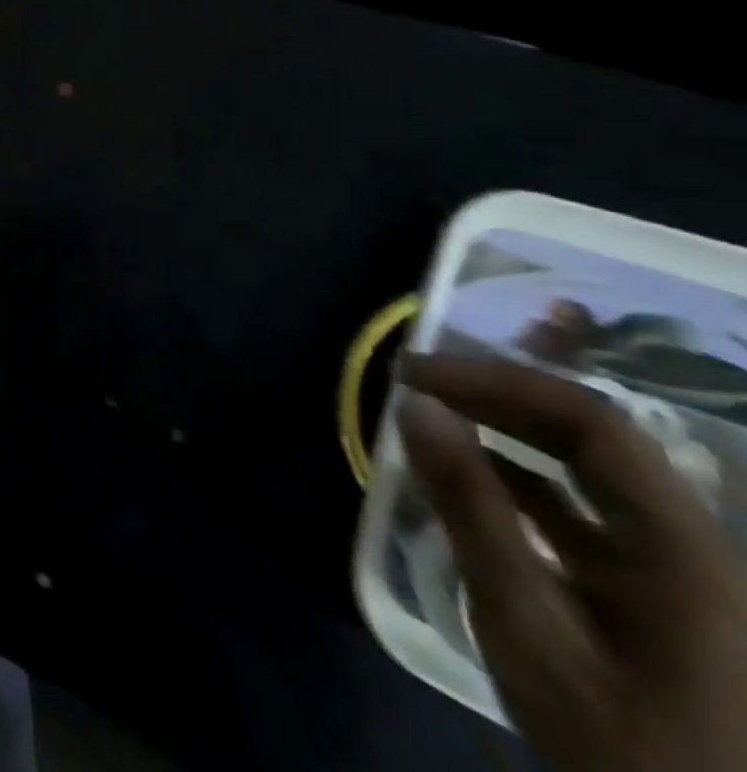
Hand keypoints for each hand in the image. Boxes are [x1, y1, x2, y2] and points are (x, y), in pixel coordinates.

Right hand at [399, 352, 746, 771]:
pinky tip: (473, 473)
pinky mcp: (663, 593)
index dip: (496, 381)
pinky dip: (523, 473)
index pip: (592, 421)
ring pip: (593, 467)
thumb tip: (415, 405)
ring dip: (508, 427)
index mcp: (686, 550)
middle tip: (412, 382)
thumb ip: (472, 511)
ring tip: (432, 413)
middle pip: (596, 436)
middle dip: (496, 395)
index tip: (411, 375)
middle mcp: (697, 545)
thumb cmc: (621, 742)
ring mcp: (685, 571)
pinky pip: (591, 506)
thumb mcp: (529, 629)